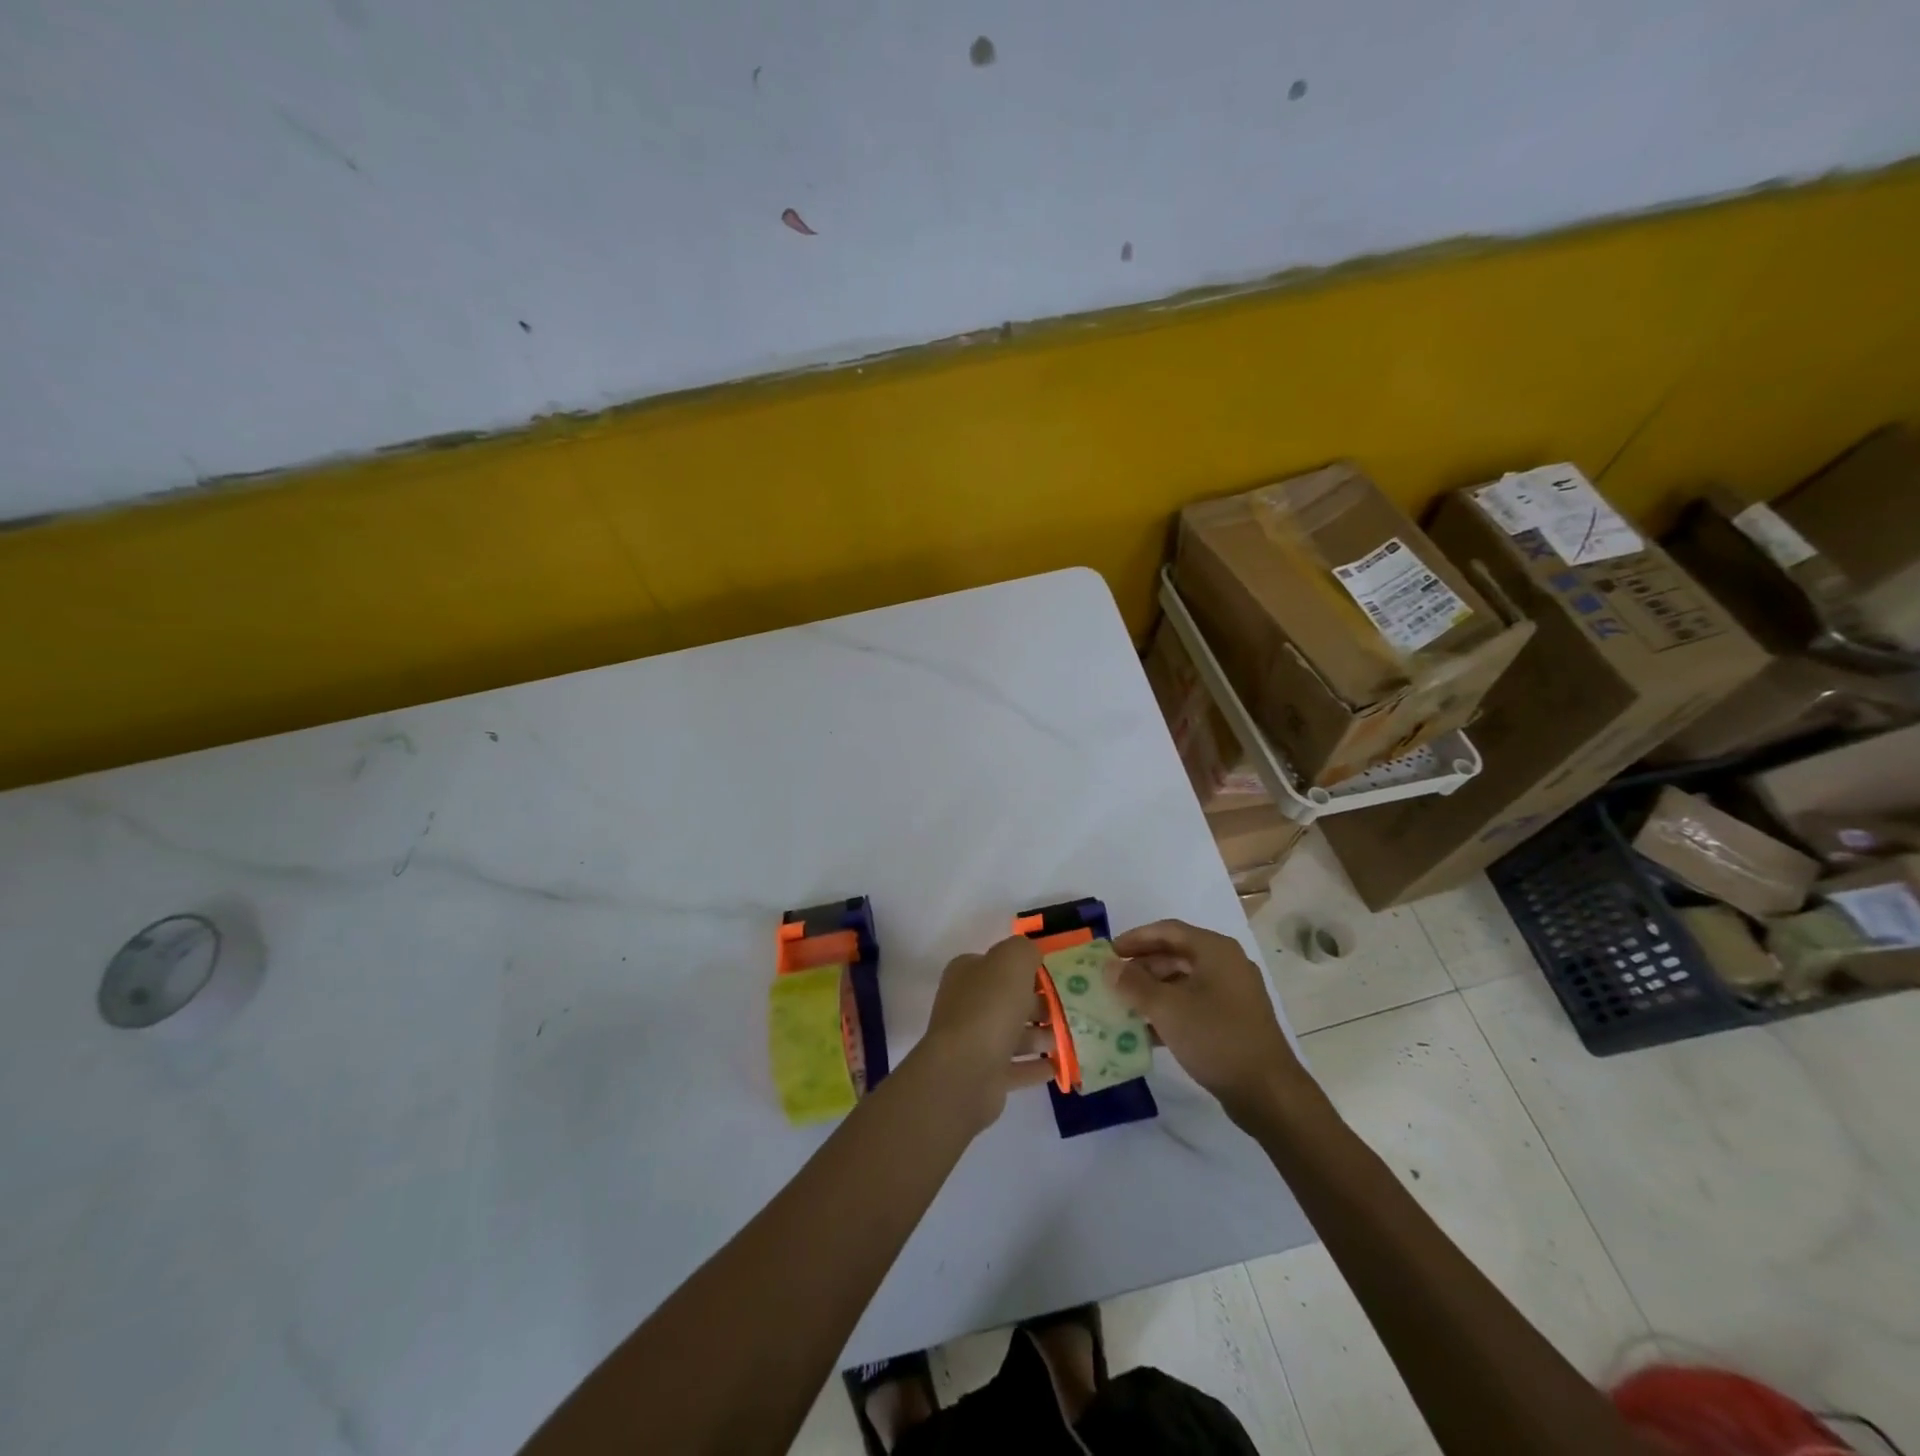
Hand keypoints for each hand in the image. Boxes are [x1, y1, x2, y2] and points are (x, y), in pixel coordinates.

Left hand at [916, 935, 1057, 1132]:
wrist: (965, 1071)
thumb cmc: (989, 1008)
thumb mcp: (1011, 961)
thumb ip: (1024, 951)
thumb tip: (1032, 955)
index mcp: (966, 974)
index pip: (998, 964)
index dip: (1025, 968)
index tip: (1054, 977)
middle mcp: (966, 1005)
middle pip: (1008, 1000)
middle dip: (1038, 1004)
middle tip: (1067, 1009)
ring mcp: (973, 1043)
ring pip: (1013, 1034)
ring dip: (1040, 1036)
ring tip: (1067, 1037)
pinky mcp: (984, 1076)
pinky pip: (1016, 1068)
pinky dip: (1036, 1066)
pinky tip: (1058, 1066)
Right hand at [1108, 919, 1309, 1128]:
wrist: (1268, 1092)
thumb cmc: (1215, 1037)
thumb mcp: (1167, 1008)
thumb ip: (1134, 983)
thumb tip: (1110, 967)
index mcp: (1215, 950)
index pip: (1167, 930)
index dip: (1135, 938)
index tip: (1109, 952)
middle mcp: (1227, 964)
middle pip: (1176, 954)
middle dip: (1143, 966)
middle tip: (1114, 980)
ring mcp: (1234, 993)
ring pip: (1185, 980)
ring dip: (1154, 989)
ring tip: (1126, 1004)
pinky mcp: (1235, 1020)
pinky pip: (1195, 1003)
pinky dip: (1171, 1009)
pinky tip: (1148, 1029)